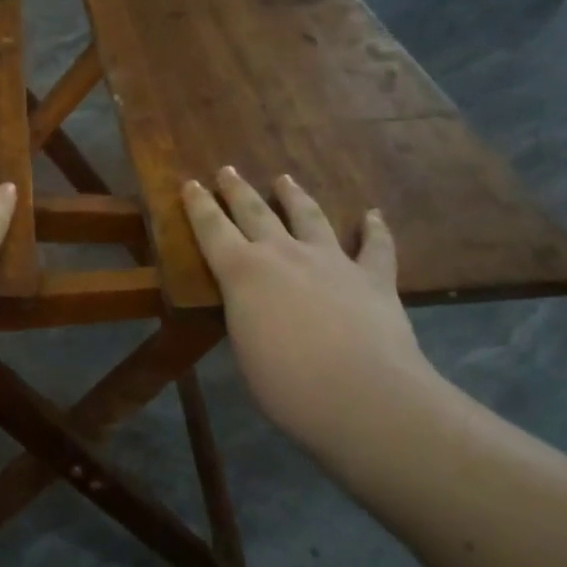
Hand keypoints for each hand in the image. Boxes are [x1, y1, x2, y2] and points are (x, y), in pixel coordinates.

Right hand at [182, 168, 438, 456]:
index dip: (199, 206)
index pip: (212, 230)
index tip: (191, 184)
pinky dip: (374, 229)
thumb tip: (254, 309)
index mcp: (243, 273)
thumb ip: (247, 317)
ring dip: (294, 196)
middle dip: (237, 191)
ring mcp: (332, 260)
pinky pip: (375, 246)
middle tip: (227, 171)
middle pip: (255, 212)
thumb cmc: (287, 385)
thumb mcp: (247, 349)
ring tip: (285, 179)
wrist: (363, 395)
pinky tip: (373, 215)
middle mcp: (284, 254)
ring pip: (309, 217)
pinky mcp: (373, 276)